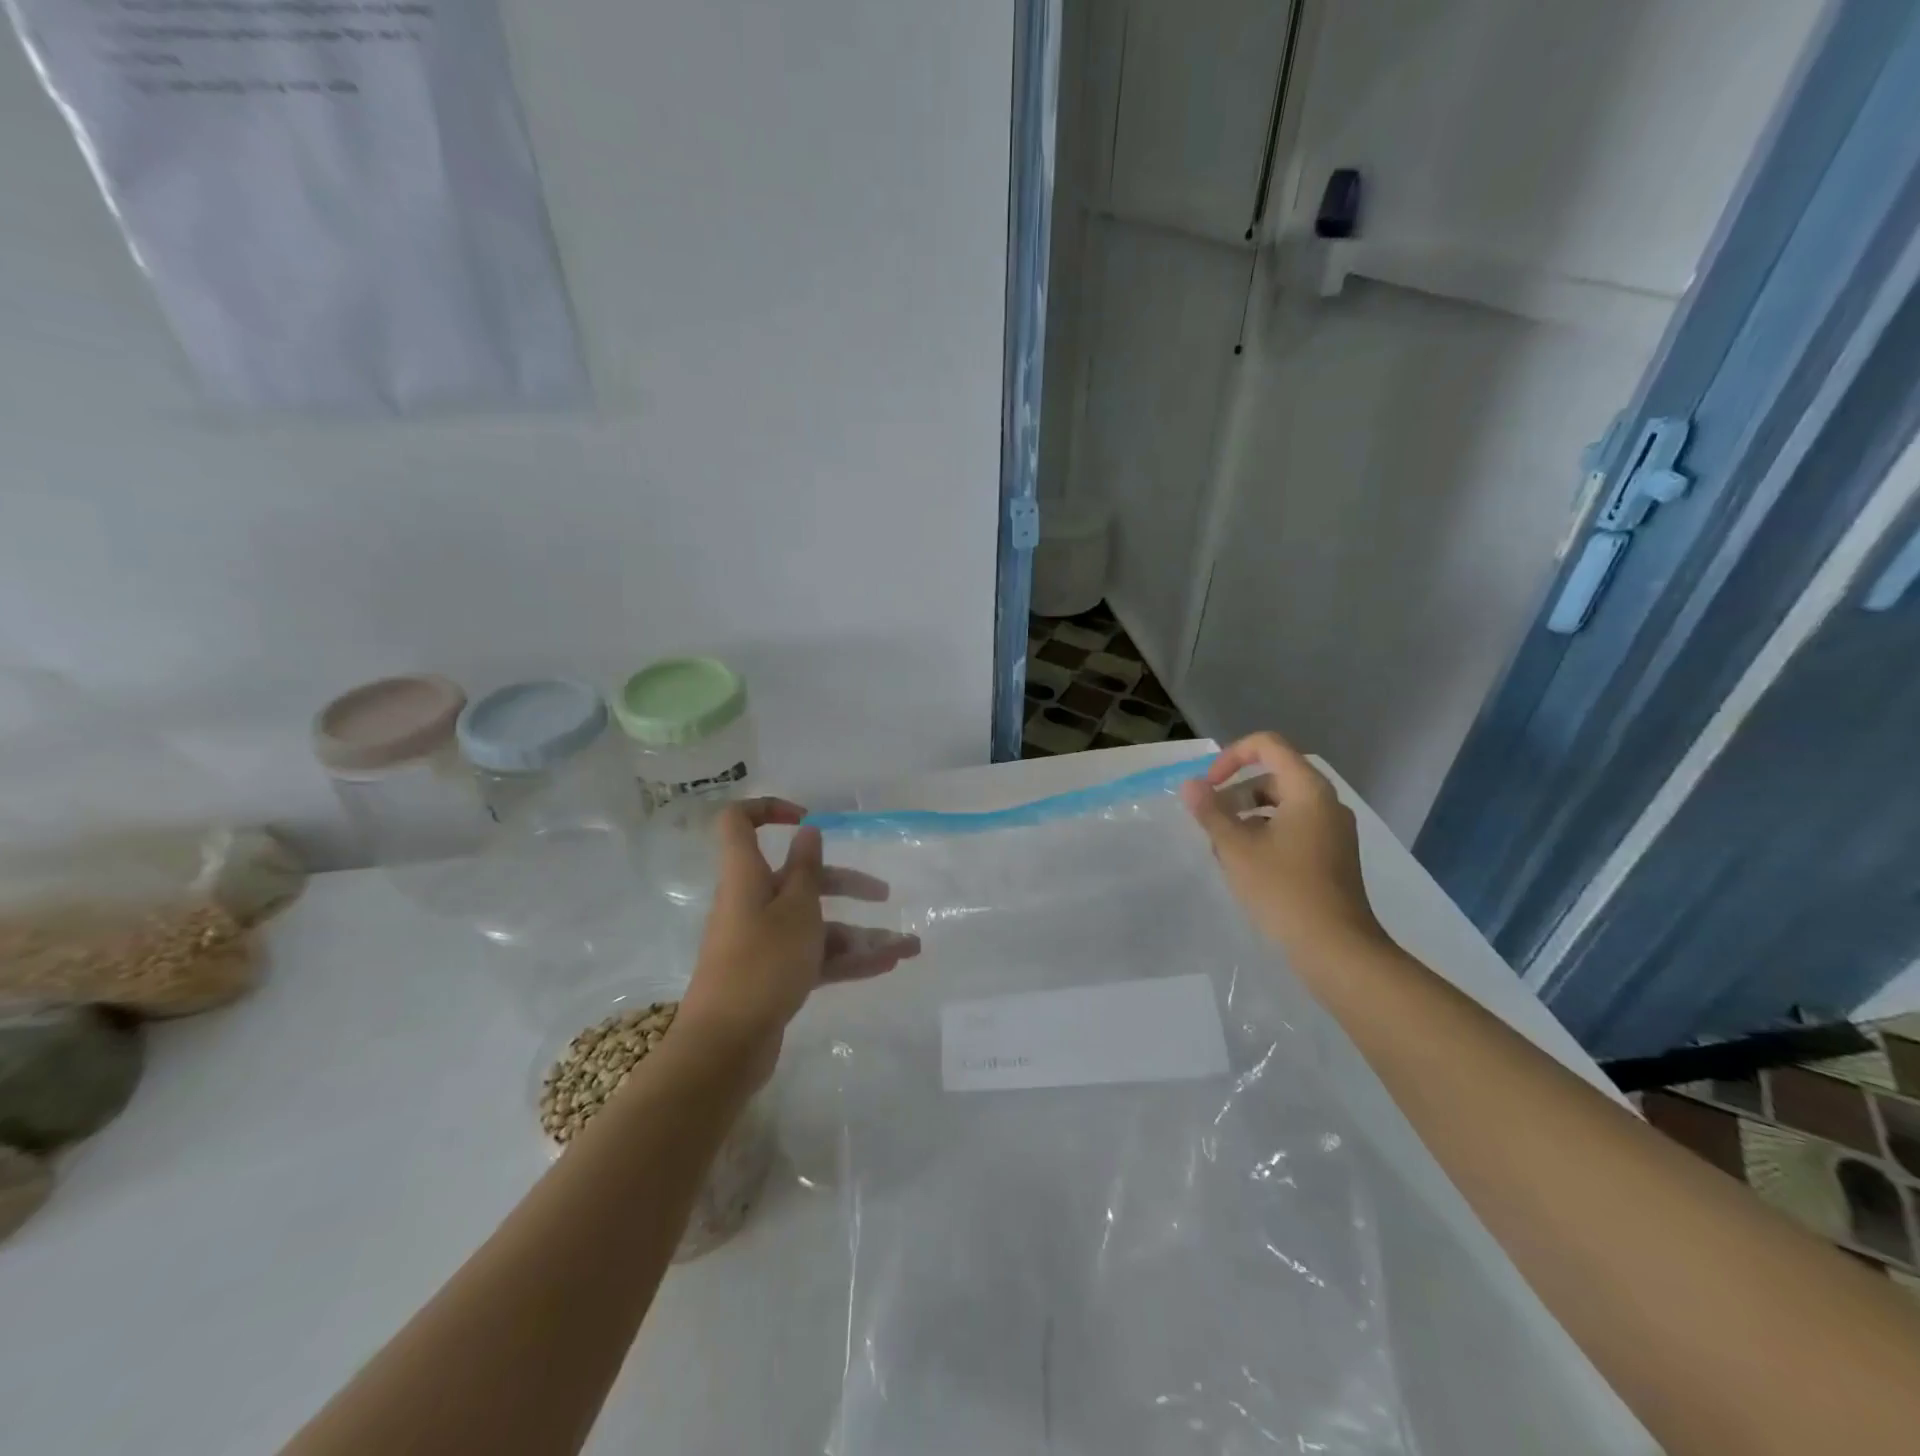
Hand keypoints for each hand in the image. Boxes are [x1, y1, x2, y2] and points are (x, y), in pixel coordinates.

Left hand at [674, 798, 920, 1070]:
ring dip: (859, 933)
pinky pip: (815, 956)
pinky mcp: (774, 975)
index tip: (808, 819)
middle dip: (845, 884)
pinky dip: (848, 959)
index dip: (769, 809)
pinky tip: (888, 965)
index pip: (740, 823)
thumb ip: (806, 869)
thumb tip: (806, 831)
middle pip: (799, 879)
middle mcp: (753, 903)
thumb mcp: (796, 910)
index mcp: (747, 876)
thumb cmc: (762, 963)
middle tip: (883, 894)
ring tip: (907, 947)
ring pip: (815, 924)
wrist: (725, 1046)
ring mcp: (764, 941)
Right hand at [1180, 733, 1385, 951]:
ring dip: (1247, 817)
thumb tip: (1190, 785)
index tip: (1209, 787)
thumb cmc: (1284, 890)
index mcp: (1308, 790)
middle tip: (1211, 823)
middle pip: (1273, 777)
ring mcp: (1333, 830)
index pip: (1268, 746)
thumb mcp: (1236, 848)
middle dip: (1235, 794)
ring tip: (1223, 849)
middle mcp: (1326, 803)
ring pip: (1282, 806)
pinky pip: (1294, 828)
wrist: (1336, 949)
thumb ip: (1210, 812)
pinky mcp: (1332, 856)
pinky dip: (1266, 835)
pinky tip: (1246, 867)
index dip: (1232, 757)